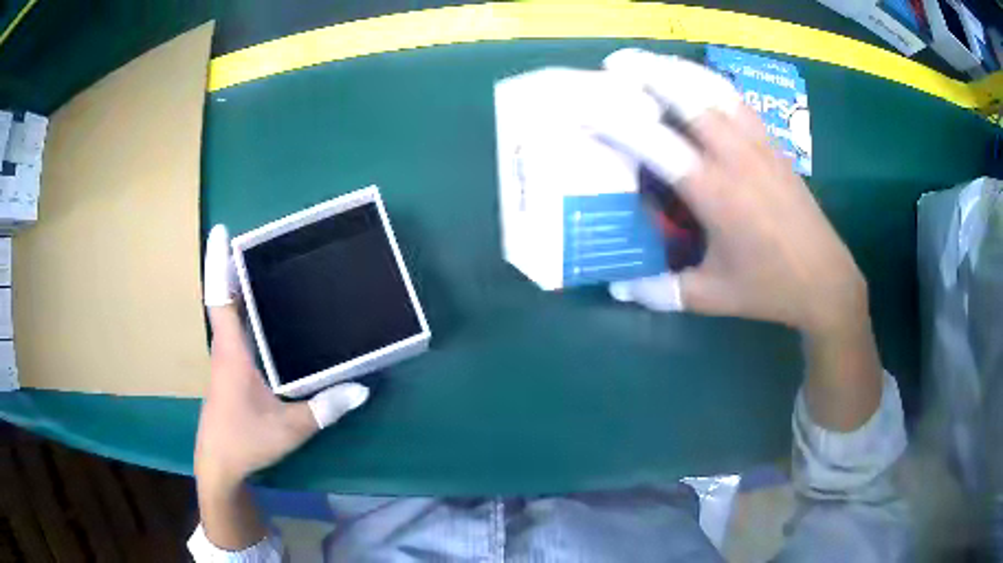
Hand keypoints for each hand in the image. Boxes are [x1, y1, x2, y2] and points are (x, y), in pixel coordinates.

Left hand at [194, 225, 367, 547]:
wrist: (220, 465)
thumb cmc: (245, 440)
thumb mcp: (289, 428)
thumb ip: (324, 408)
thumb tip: (361, 388)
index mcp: (232, 352)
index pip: (219, 298)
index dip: (218, 263)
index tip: (221, 230)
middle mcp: (226, 349)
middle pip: (226, 298)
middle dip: (237, 267)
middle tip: (264, 243)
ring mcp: (227, 362)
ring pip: (232, 316)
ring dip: (243, 290)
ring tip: (271, 270)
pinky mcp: (231, 373)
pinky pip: (238, 333)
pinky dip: (248, 315)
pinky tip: (270, 319)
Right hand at [595, 49, 866, 335]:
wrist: (826, 281)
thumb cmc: (768, 288)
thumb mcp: (712, 296)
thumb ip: (661, 291)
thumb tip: (619, 287)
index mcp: (715, 193)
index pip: (656, 142)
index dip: (617, 119)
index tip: (587, 106)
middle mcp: (736, 157)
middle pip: (687, 95)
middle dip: (647, 72)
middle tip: (615, 65)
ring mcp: (759, 145)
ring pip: (715, 89)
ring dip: (679, 70)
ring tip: (650, 64)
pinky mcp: (774, 145)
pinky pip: (738, 100)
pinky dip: (711, 82)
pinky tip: (696, 82)